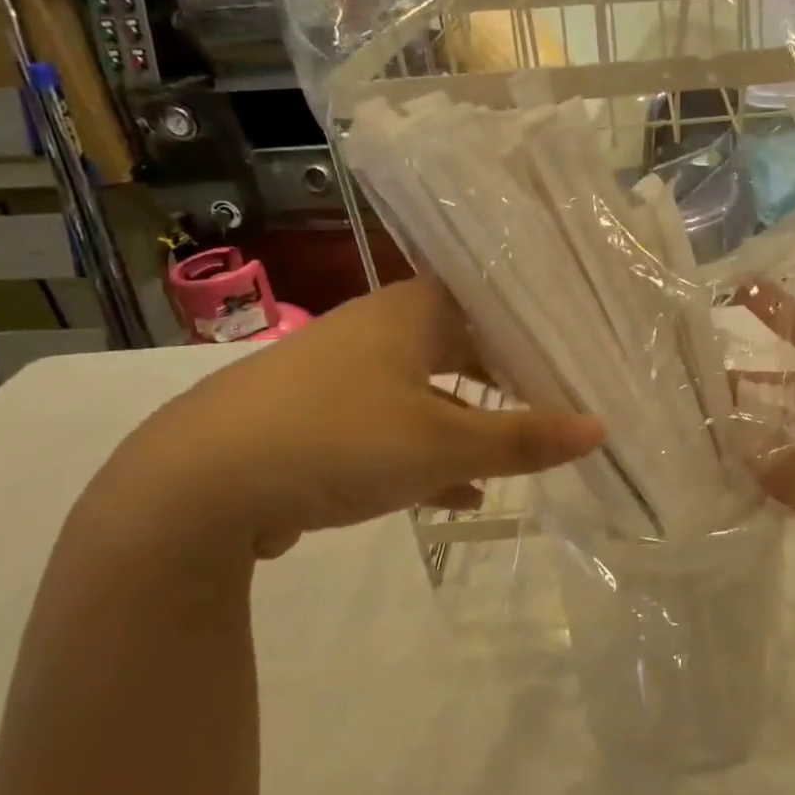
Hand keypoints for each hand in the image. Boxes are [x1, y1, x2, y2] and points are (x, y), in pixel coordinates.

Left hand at [89, 278, 603, 565]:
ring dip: (470, 423)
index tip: (576, 352)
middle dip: (507, 380)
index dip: (534, 326)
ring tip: (517, 450)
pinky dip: (427, 454)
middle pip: (461, 348)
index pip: (489, 301)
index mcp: (409, 313)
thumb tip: (599, 428)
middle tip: (557, 400)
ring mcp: (341, 377)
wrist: (195, 488)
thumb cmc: (338, 439)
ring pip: (427, 392)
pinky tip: (457, 493)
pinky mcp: (314, 421)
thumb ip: (522, 439)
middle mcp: (375, 331)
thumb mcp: (443, 445)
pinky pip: (390, 429)